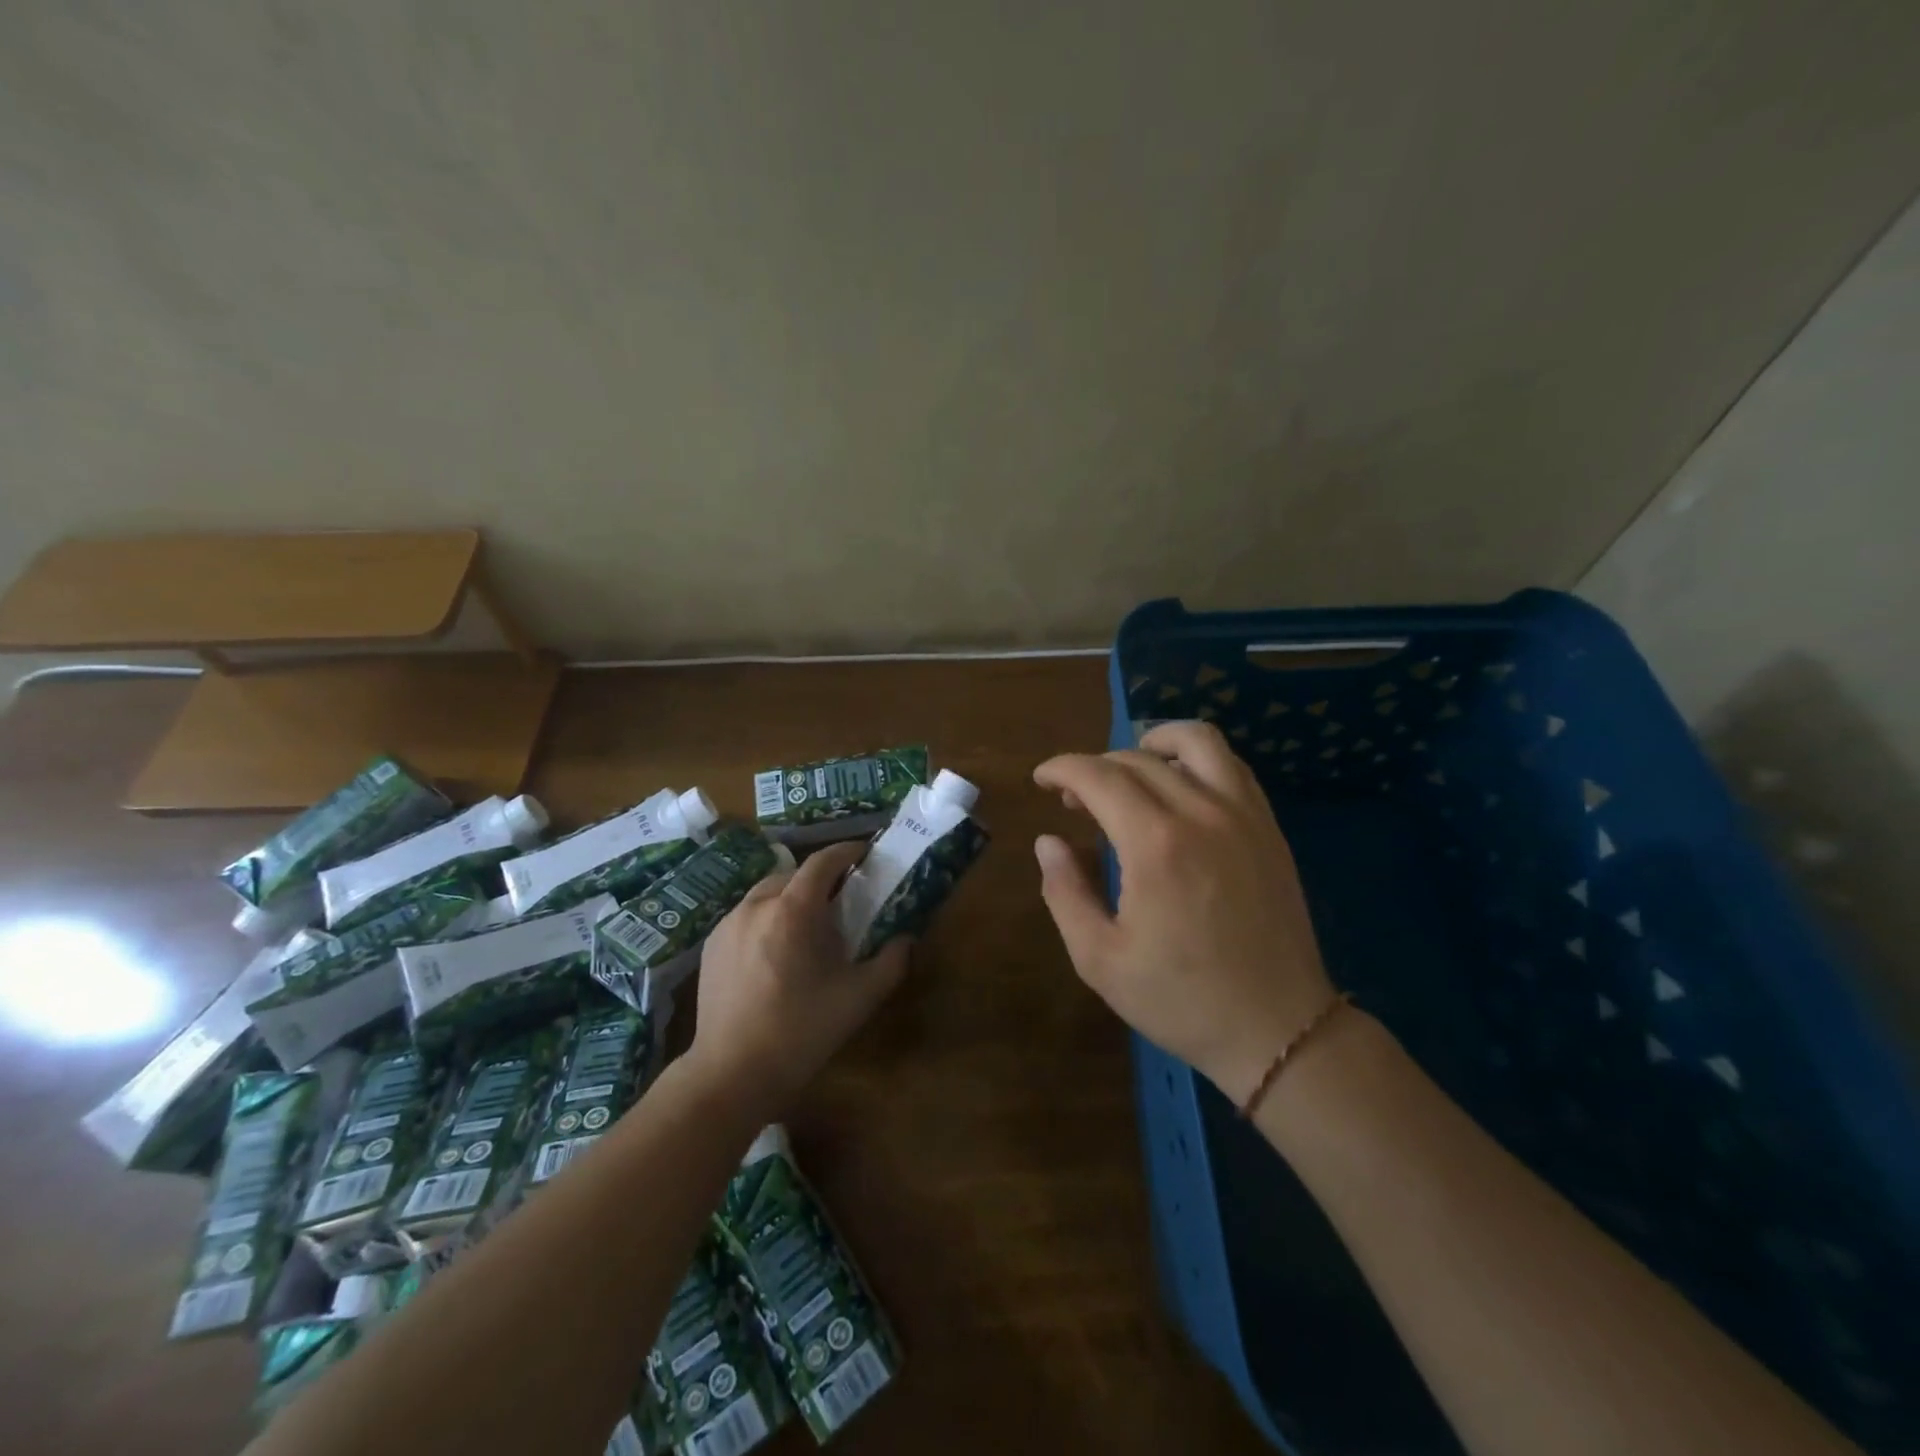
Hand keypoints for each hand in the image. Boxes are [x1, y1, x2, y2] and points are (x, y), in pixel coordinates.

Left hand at [690, 841, 911, 1109]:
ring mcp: (728, 923)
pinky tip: (775, 951)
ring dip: (791, 897)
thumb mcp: (859, 998)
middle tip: (842, 900)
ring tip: (807, 926)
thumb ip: (891, 962)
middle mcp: (757, 905)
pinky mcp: (711, 945)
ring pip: (767, 893)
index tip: (865, 855)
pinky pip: (746, 915)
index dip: (847, 852)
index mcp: (793, 910)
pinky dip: (766, 918)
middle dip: (820, 879)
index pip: (823, 861)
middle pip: (794, 874)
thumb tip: (906, 939)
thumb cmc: (801, 1031)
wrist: (731, 1074)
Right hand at [1033, 720, 1335, 1104]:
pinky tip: (1179, 788)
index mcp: (1156, 845)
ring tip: (1129, 769)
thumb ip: (1065, 892)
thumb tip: (1049, 841)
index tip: (1042, 779)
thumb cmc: (1180, 999)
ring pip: (1197, 742)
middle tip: (1073, 799)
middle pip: (1138, 758)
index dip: (1062, 768)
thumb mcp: (1099, 959)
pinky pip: (1232, 766)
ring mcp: (1244, 816)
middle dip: (1094, 767)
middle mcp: (1202, 813)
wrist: (1278, 1029)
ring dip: (1153, 742)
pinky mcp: (1269, 828)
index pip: (1099, 776)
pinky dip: (1196, 759)